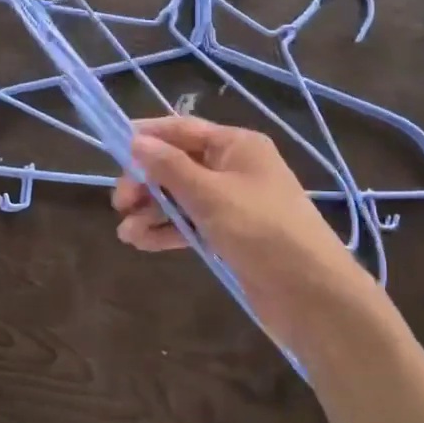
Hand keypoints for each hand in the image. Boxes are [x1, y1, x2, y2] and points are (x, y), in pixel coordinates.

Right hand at [112, 116, 380, 361]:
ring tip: (126, 232)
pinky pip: (191, 223)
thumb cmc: (261, 229)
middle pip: (179, 164)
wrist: (311, 293)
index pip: (183, 129)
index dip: (148, 136)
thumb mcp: (210, 193)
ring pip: (181, 197)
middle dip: (147, 181)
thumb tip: (136, 140)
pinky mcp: (231, 235)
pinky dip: (167, 229)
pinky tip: (141, 242)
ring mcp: (233, 203)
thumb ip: (170, 167)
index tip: (113, 147)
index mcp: (237, 145)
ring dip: (152, 210)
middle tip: (119, 203)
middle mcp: (235, 168)